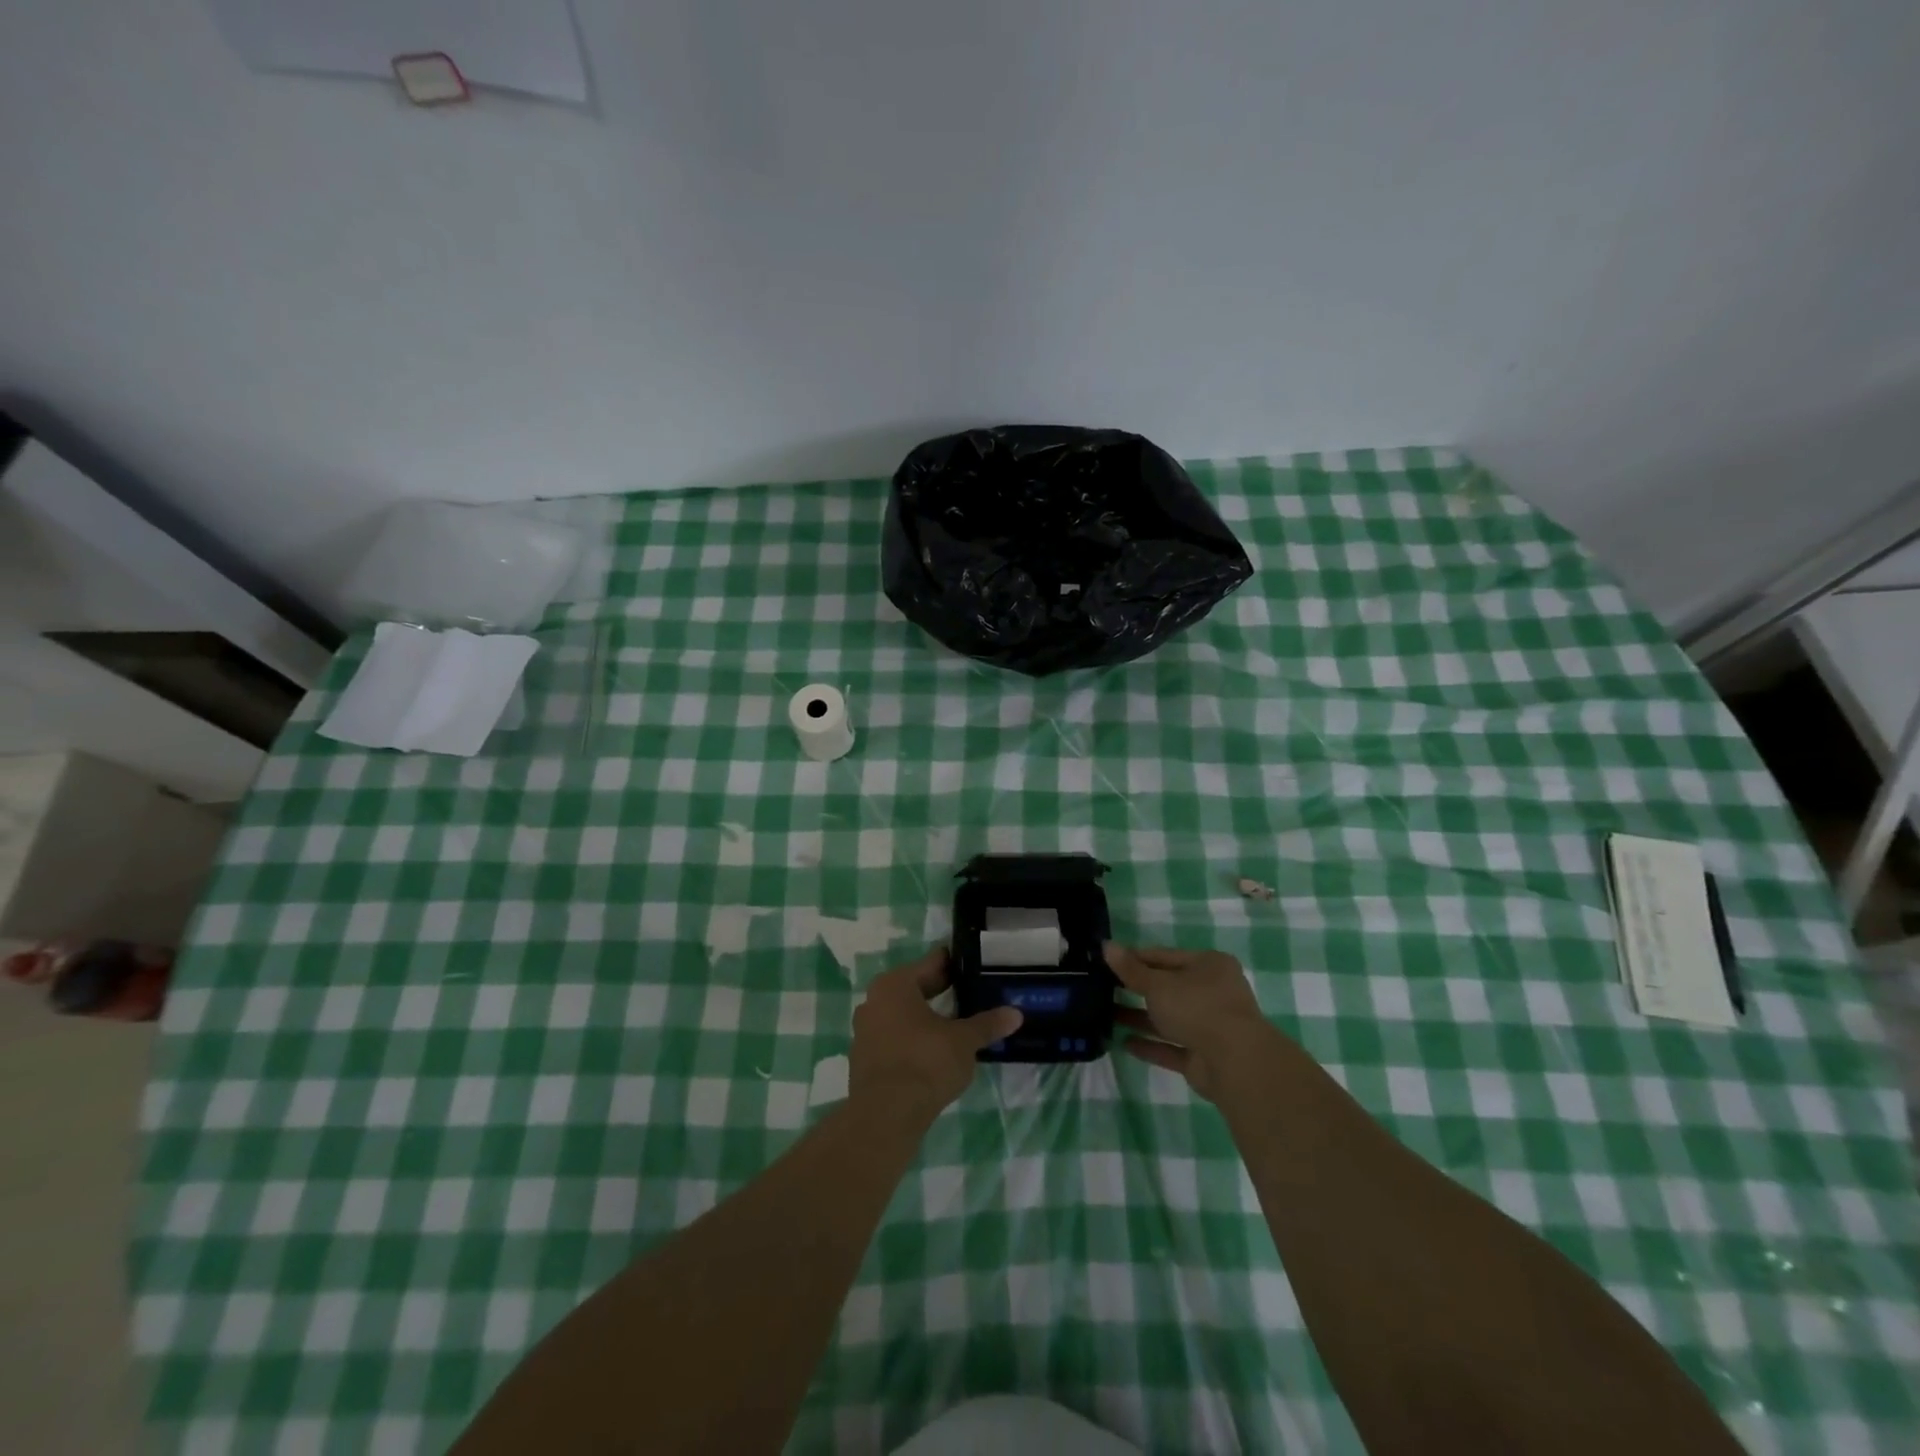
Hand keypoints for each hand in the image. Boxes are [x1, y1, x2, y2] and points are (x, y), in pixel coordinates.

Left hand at [849, 946, 1022, 1126]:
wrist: (885, 1116)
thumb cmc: (925, 1063)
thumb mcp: (964, 1041)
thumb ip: (987, 1024)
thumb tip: (1016, 1014)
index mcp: (895, 984)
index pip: (931, 964)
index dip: (955, 965)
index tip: (975, 966)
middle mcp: (875, 1000)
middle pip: (915, 989)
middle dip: (942, 992)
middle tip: (972, 994)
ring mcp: (865, 1031)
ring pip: (903, 1015)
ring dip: (927, 1018)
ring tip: (957, 1024)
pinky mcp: (864, 1059)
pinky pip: (895, 1039)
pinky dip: (914, 1040)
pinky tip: (934, 1052)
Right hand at [1106, 942, 1275, 1102]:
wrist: (1234, 1062)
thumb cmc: (1197, 1007)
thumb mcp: (1158, 984)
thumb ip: (1130, 969)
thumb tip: (1106, 945)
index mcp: (1208, 965)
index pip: (1165, 956)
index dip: (1135, 958)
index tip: (1107, 961)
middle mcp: (1212, 992)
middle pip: (1168, 988)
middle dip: (1137, 990)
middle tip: (1103, 989)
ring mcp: (1210, 1026)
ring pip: (1169, 1018)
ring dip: (1140, 1018)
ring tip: (1106, 1015)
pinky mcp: (1204, 1056)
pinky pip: (1172, 1047)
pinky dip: (1151, 1045)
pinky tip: (1124, 1043)